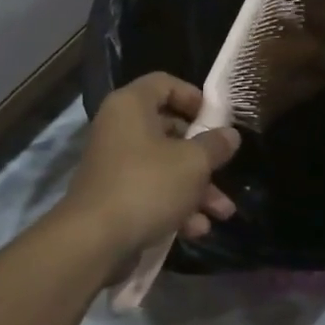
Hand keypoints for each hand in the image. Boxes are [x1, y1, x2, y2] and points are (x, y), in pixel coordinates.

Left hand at [61, 74, 240, 255]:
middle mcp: (119, 129)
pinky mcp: (115, 197)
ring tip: (223, 212)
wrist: (94, 241)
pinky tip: (197, 229)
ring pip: (165, 167)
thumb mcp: (192, 163)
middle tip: (227, 169)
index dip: (194, 97)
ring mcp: (115, 165)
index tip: (217, 118)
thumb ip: (215, 145)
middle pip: (169, 130)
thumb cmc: (147, 185)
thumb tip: (229, 135)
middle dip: (204, 156)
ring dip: (197, 189)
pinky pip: (151, 192)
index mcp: (131, 106)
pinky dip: (175, 206)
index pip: (164, 83)